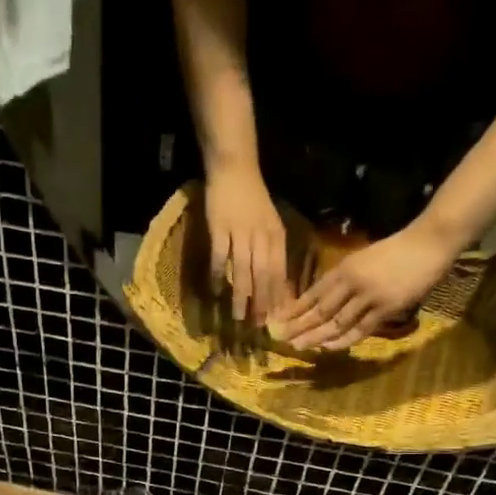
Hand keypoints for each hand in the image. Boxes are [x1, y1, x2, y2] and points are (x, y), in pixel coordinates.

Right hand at [205, 164, 288, 324]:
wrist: (235, 169)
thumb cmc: (254, 200)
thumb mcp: (270, 225)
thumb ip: (273, 253)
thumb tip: (278, 285)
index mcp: (276, 236)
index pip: (279, 271)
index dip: (277, 296)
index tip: (275, 318)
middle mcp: (260, 236)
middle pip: (263, 275)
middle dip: (261, 302)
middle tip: (258, 325)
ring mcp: (239, 232)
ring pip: (243, 269)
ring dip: (241, 295)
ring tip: (238, 316)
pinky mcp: (219, 228)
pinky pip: (220, 256)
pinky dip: (218, 274)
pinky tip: (216, 290)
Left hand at [273, 220, 458, 350]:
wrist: (428, 243)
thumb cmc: (397, 250)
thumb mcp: (363, 259)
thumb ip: (346, 278)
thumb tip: (325, 299)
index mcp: (344, 268)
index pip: (313, 293)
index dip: (295, 309)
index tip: (279, 321)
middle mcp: (352, 282)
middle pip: (319, 309)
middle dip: (299, 326)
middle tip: (281, 339)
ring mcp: (369, 297)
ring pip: (336, 321)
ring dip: (316, 336)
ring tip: (299, 347)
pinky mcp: (386, 308)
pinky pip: (360, 328)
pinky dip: (343, 340)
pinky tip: (328, 347)